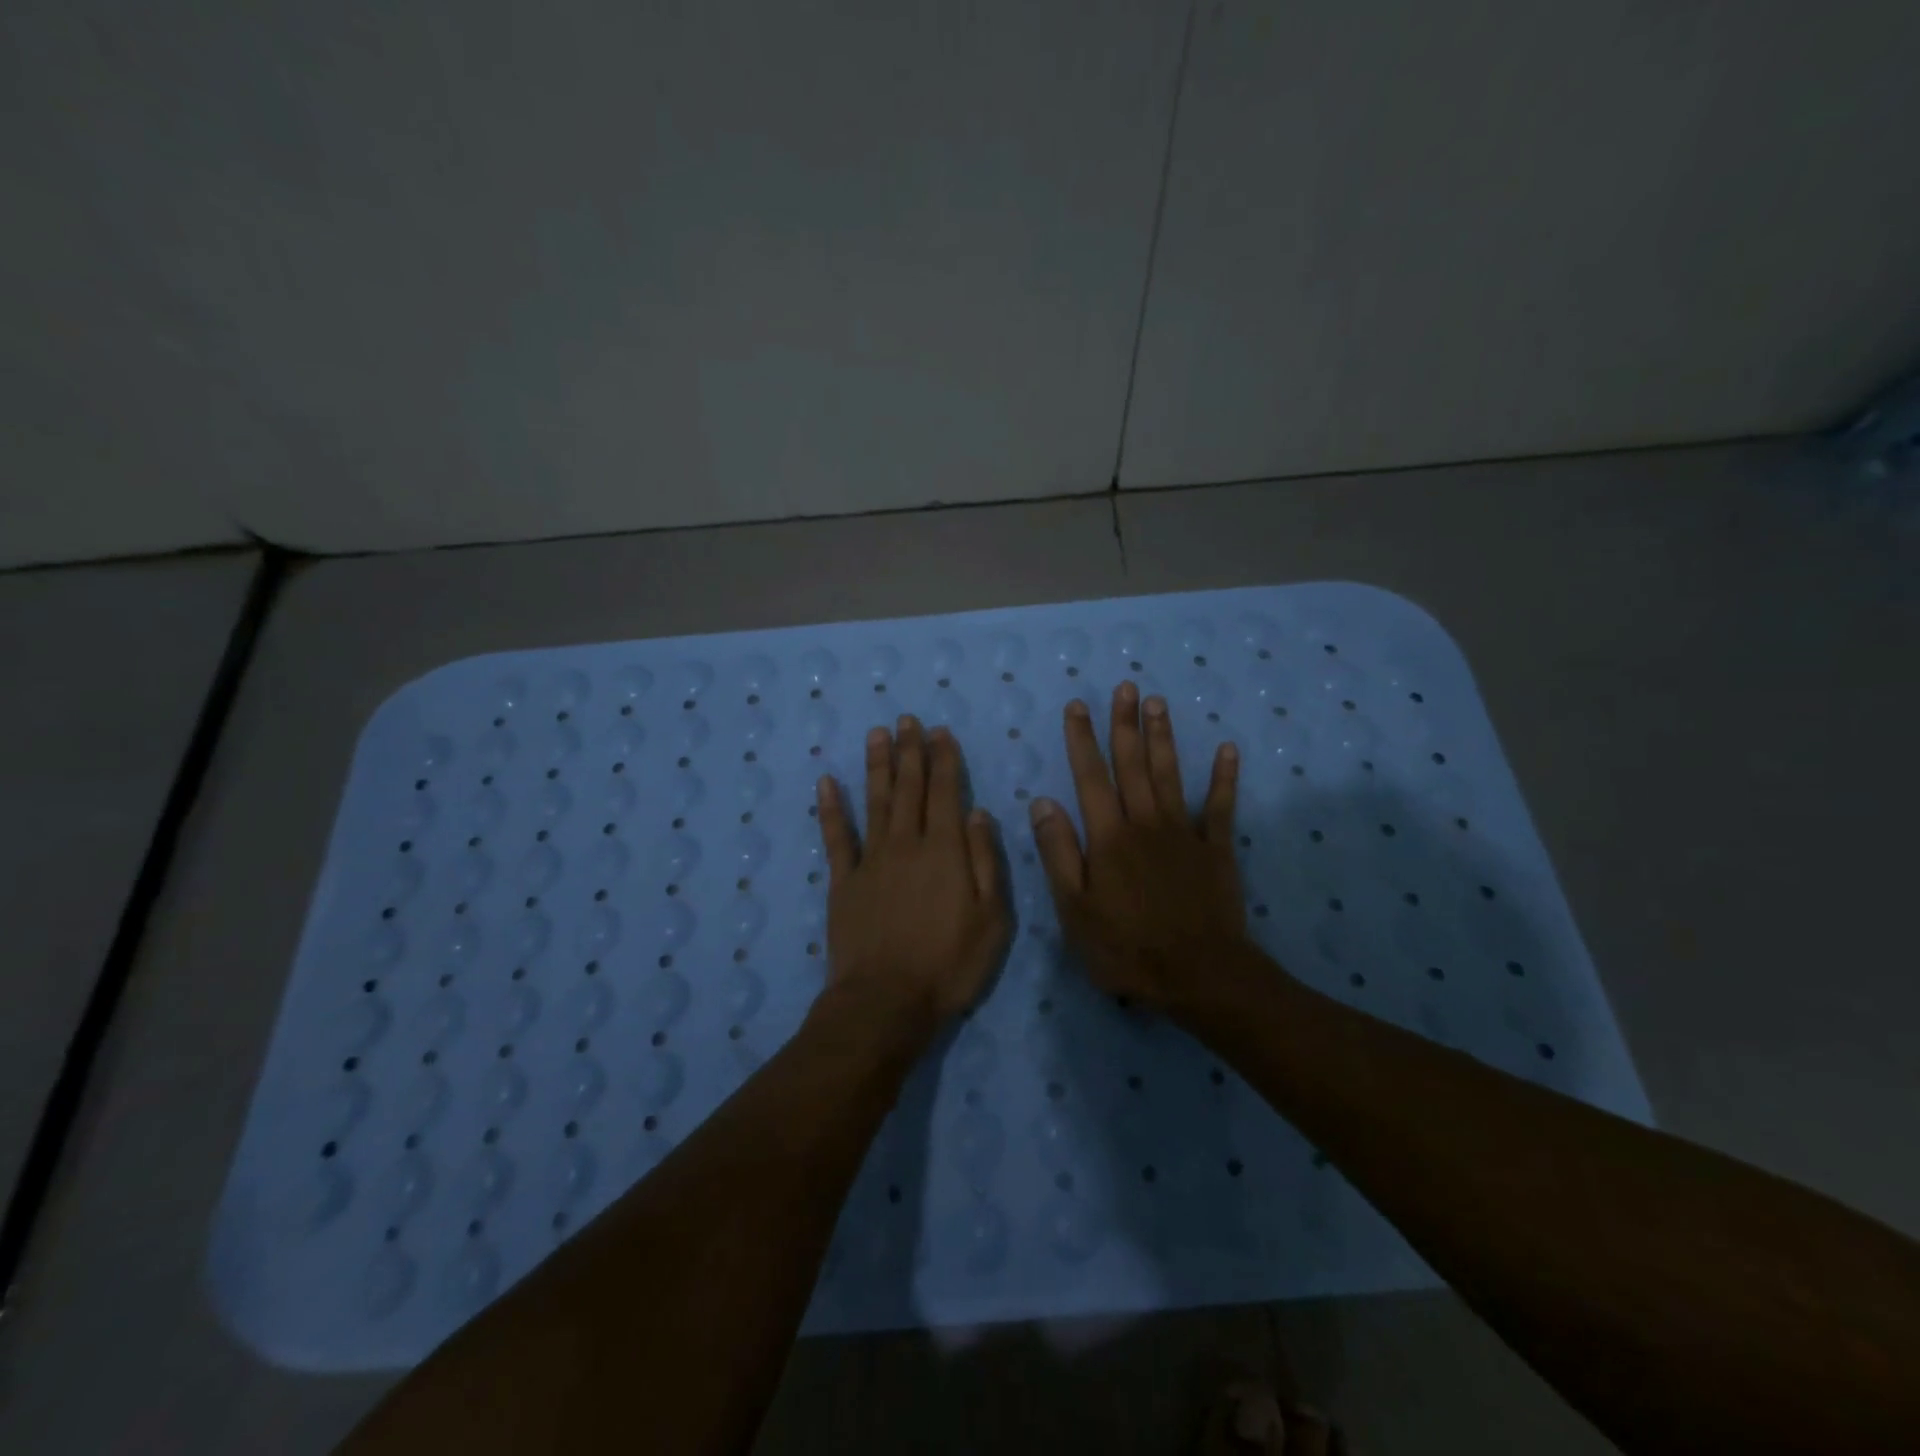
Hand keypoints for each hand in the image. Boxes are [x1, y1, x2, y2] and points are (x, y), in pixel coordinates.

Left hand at [815, 716, 1010, 1036]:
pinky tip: (827, 782)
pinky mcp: (843, 881)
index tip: (940, 732)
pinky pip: (836, 837)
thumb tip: (978, 812)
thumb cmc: (949, 964)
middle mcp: (906, 844)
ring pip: (875, 801)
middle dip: (910, 751)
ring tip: (877, 733)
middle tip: (907, 719)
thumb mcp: (992, 918)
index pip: (945, 792)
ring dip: (877, 765)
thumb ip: (985, 861)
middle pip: (909, 788)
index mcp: (944, 850)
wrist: (886, 1001)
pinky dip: (831, 808)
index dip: (943, 760)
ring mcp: (871, 860)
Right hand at [1029, 683, 1246, 1013]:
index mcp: (1109, 837)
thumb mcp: (1075, 909)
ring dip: (1163, 737)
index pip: (1090, 777)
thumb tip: (1042, 802)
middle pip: (1133, 765)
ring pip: (1171, 775)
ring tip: (1158, 702)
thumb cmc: (1127, 947)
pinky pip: (1221, 807)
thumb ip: (1059, 853)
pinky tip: (1227, 749)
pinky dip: (1224, 778)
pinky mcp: (1217, 850)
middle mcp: (1146, 823)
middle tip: (1126, 686)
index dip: (1082, 740)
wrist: (1199, 976)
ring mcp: (1185, 833)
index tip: (1077, 706)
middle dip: (1125, 724)